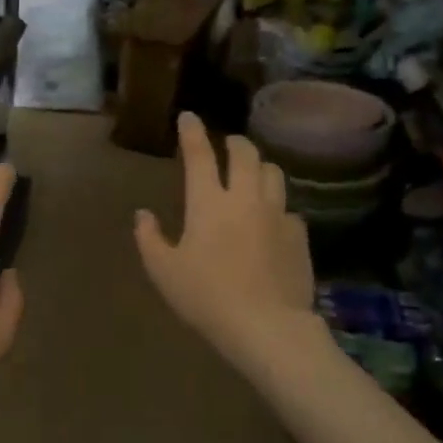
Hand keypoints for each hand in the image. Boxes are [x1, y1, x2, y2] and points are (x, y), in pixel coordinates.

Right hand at [134, 113, 318, 380]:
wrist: (266, 325)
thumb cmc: (205, 297)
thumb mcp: (163, 271)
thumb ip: (149, 238)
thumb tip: (143, 214)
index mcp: (208, 203)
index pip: (200, 154)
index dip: (192, 132)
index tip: (189, 116)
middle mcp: (246, 198)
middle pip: (245, 154)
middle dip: (234, 142)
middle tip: (227, 144)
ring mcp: (277, 214)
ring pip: (273, 173)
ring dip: (259, 166)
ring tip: (252, 173)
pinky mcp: (299, 235)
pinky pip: (288, 208)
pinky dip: (275, 205)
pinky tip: (270, 220)